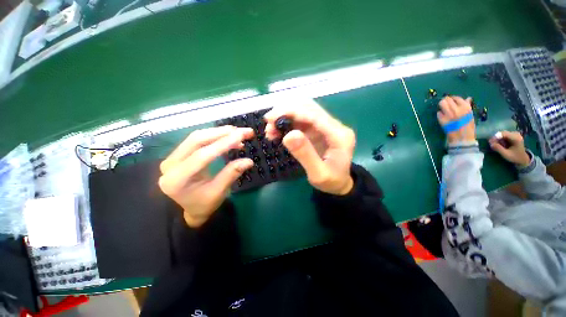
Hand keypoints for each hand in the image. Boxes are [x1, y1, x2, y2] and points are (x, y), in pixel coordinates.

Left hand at [158, 126, 253, 227]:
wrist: (189, 209)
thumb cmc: (204, 204)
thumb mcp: (219, 192)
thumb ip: (231, 174)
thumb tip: (249, 161)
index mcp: (177, 179)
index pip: (202, 155)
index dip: (223, 144)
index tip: (241, 136)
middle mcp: (170, 164)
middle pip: (196, 140)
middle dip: (222, 133)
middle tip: (243, 131)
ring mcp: (173, 157)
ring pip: (197, 137)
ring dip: (219, 133)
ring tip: (238, 133)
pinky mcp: (179, 154)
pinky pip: (197, 140)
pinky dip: (215, 137)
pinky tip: (228, 138)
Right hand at [264, 99, 355, 194]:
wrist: (339, 184)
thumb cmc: (331, 182)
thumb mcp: (318, 174)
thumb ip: (305, 155)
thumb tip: (288, 135)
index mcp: (339, 135)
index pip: (314, 115)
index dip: (292, 112)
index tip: (271, 118)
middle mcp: (334, 126)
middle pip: (309, 108)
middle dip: (286, 112)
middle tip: (268, 123)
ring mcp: (326, 126)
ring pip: (303, 112)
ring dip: (285, 116)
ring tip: (270, 130)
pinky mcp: (318, 130)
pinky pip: (301, 121)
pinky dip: (287, 123)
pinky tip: (277, 131)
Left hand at [437, 96, 475, 143]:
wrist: (462, 137)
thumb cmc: (468, 126)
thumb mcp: (470, 115)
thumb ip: (468, 106)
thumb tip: (468, 98)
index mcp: (465, 107)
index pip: (456, 98)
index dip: (453, 98)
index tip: (451, 100)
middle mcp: (456, 109)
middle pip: (447, 100)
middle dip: (445, 100)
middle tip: (445, 103)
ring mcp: (448, 114)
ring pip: (441, 104)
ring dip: (441, 105)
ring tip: (443, 109)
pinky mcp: (442, 119)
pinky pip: (438, 113)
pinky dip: (440, 114)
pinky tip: (443, 117)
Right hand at [489, 131, 530, 166]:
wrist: (523, 159)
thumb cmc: (515, 157)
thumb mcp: (506, 154)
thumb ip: (498, 148)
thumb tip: (490, 143)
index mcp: (516, 138)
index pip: (503, 134)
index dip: (495, 137)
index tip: (490, 142)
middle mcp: (516, 134)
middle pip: (502, 133)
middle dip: (496, 138)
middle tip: (493, 145)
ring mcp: (515, 134)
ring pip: (503, 134)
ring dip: (499, 139)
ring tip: (497, 145)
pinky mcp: (514, 136)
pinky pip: (505, 135)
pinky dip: (501, 139)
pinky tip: (501, 144)